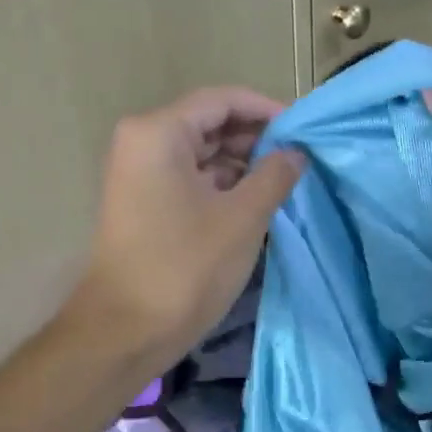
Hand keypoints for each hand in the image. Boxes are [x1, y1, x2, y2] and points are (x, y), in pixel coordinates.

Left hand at [71, 87, 303, 369]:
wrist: (125, 330)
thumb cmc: (186, 267)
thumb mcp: (242, 217)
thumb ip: (275, 174)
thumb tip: (296, 152)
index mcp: (159, 133)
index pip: (223, 101)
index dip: (267, 110)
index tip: (305, 130)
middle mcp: (143, 143)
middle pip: (210, 124)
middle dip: (257, 138)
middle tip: (302, 159)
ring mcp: (140, 174)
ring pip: (202, 153)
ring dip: (243, 164)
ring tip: (287, 181)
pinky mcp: (145, 203)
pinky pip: (191, 179)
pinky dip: (224, 185)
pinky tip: (258, 201)